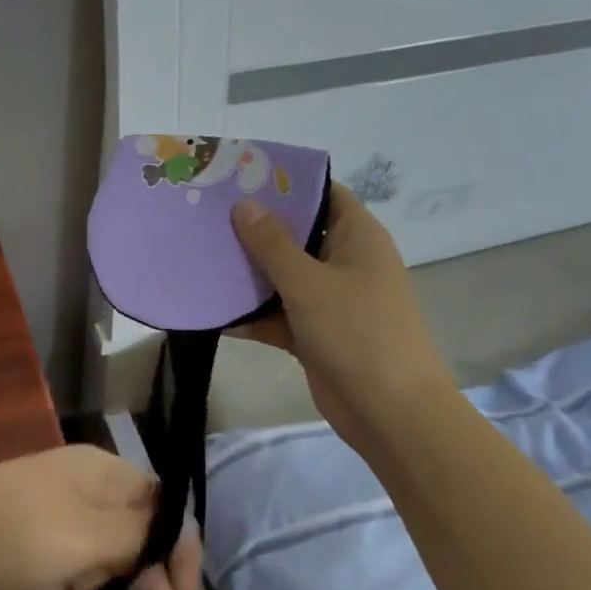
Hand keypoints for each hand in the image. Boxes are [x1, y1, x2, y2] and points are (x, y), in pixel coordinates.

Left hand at [0, 446, 232, 589]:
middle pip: (141, 556)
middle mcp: (87, 503)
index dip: (180, 553)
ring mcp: (63, 541)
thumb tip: (175, 530)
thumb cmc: (5, 532)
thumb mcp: (79, 532)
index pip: (160, 508)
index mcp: (99, 476)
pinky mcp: (41, 575)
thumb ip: (134, 536)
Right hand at [230, 183, 454, 436]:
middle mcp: (344, 261)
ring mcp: (329, 299)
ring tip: (199, 254)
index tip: (239, 175)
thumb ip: (273, 243)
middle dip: (254, 226)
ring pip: (281, 275)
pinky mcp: (314, 333)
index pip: (322, 193)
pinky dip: (251, 313)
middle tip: (206, 213)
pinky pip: (276, 313)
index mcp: (356, 237)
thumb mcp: (310, 283)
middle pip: (295, 233)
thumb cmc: (358, 333)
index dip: (285, 182)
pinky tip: (211, 309)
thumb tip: (244, 204)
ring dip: (247, 271)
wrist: (390, 414)